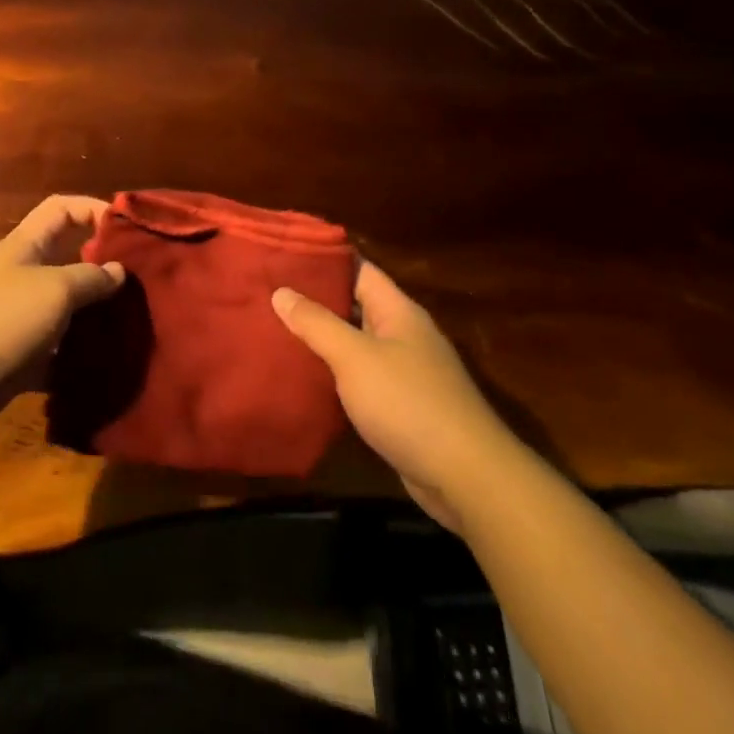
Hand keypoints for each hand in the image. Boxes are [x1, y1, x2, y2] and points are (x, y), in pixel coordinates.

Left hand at [0, 195, 124, 433]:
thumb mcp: (53, 290)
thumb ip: (90, 278)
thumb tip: (118, 270)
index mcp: (26, 247)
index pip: (61, 209)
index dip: (92, 208)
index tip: (128, 227)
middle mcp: (22, 277)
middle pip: (68, 261)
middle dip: (103, 270)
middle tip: (142, 285)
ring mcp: (18, 318)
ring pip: (65, 311)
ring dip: (94, 319)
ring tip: (133, 328)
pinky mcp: (16, 358)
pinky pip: (54, 353)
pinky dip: (76, 360)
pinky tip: (106, 368)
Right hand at [273, 262, 514, 527]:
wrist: (466, 478)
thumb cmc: (408, 403)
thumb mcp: (354, 357)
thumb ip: (316, 323)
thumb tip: (280, 292)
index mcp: (398, 311)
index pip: (358, 269)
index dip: (323, 259)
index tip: (283, 255)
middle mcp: (403, 334)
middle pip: (354, 304)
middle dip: (314, 299)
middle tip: (268, 292)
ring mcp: (404, 370)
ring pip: (355, 341)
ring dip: (321, 337)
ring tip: (273, 328)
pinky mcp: (400, 405)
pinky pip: (360, 376)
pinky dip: (333, 372)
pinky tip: (302, 374)